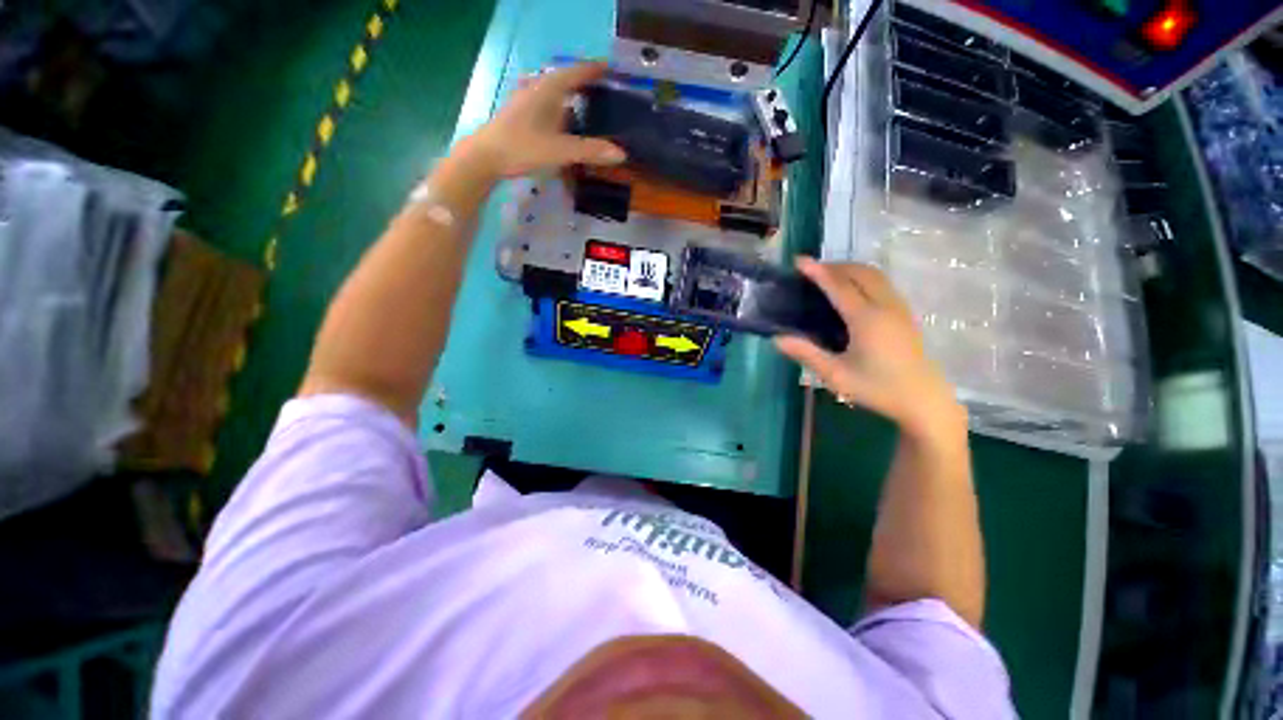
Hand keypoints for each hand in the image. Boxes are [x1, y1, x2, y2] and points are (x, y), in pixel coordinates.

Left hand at [466, 62, 625, 178]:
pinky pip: (546, 108)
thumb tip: (621, 153)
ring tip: (587, 108)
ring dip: (570, 99)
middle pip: (564, 81)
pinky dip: (559, 112)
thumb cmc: (522, 147)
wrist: (486, 157)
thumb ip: (590, 151)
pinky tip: (563, 125)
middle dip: (583, 84)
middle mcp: (537, 90)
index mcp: (548, 89)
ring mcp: (526, 102)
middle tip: (602, 92)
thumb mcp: (560, 150)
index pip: (576, 72)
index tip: (610, 69)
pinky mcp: (521, 116)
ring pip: (553, 95)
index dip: (593, 70)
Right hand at [775, 258, 966, 441]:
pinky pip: (883, 284)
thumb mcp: (836, 375)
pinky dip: (864, 278)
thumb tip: (777, 339)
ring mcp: (899, 308)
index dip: (817, 271)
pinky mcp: (906, 315)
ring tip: (830, 276)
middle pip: (860, 272)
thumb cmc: (878, 388)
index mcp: (866, 318)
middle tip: (812, 270)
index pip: (838, 286)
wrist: (924, 400)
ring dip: (851, 269)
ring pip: (876, 275)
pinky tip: (854, 291)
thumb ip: (807, 354)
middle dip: (835, 265)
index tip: (799, 260)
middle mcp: (885, 306)